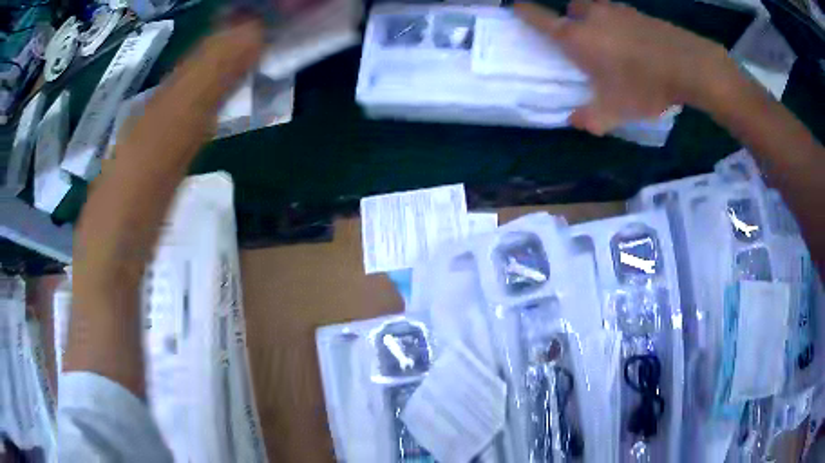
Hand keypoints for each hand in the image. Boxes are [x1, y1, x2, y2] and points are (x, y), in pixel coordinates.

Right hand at [516, 1, 739, 134]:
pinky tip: (634, 41)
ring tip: (612, 41)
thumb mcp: (616, 111)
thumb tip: (574, 120)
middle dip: (571, 18)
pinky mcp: (637, 12)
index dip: (525, 12)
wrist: (688, 65)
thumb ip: (591, 117)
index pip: (541, 18)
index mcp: (577, 37)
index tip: (515, 6)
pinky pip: (618, 13)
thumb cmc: (645, 85)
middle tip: (582, 38)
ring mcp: (616, 10)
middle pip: (571, 8)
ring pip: (595, 8)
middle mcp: (591, 16)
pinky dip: (618, 22)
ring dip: (596, 19)